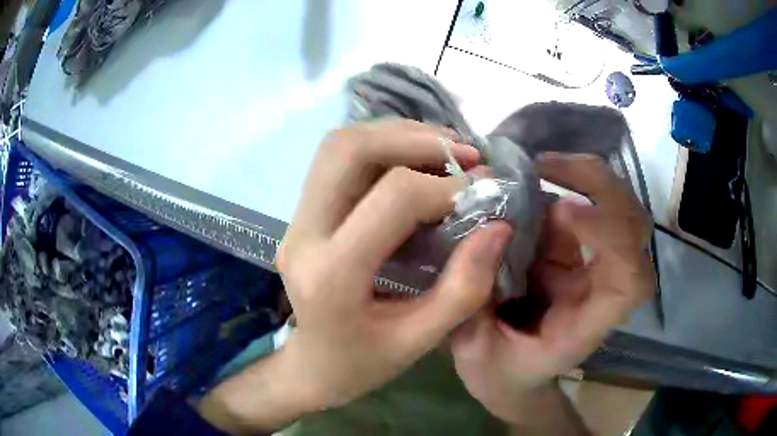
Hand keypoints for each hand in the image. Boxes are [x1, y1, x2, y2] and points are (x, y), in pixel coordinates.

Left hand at [200, 120, 512, 432]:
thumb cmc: (362, 364)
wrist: (311, 367)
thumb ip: (464, 287)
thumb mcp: (419, 340)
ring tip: (445, 148)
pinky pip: (336, 159)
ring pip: (339, 146)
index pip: (392, 198)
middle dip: (414, 138)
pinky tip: (415, 158)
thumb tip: (498, 225)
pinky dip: (381, 145)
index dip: (446, 188)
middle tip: (464, 152)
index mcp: (332, 275)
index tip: (485, 192)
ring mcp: (295, 220)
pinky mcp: (300, 215)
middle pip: (350, 150)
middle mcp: (303, 235)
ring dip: (396, 134)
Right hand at [449, 153, 653, 426]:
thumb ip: (474, 300)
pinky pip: (588, 209)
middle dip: (603, 188)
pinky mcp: (579, 255)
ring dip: (586, 178)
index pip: (629, 280)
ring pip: (619, 211)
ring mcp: (594, 269)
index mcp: (587, 325)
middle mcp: (602, 291)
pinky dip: (568, 184)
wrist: (513, 377)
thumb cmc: (499, 374)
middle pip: (635, 231)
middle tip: (548, 167)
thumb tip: (491, 229)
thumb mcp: (474, 349)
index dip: (613, 238)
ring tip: (539, 166)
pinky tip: (534, 177)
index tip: (563, 210)